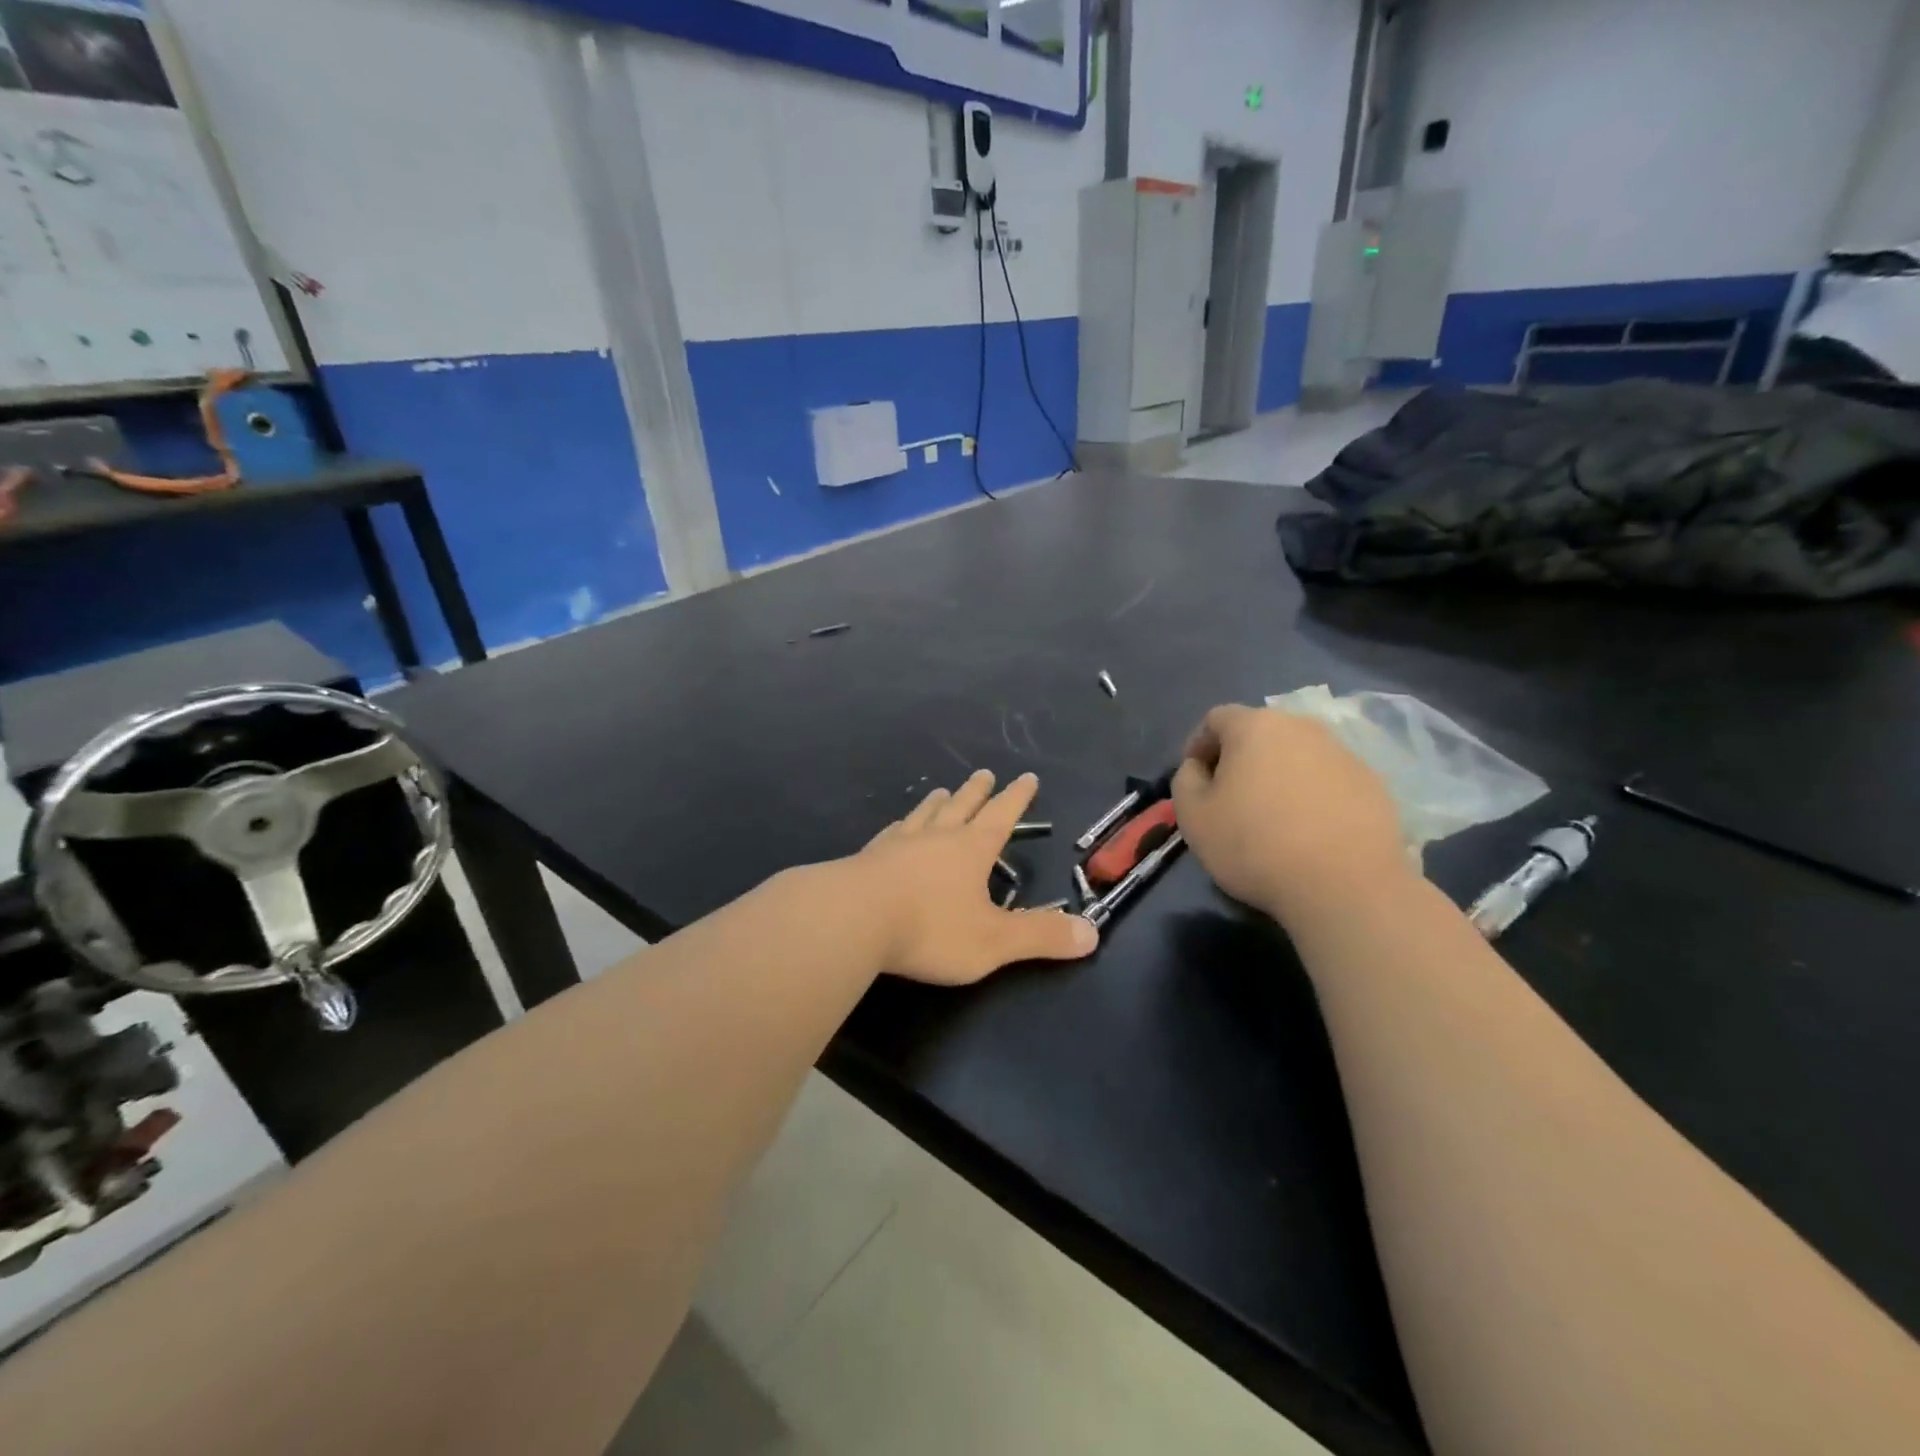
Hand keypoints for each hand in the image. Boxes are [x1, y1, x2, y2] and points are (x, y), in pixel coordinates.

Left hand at [848, 769, 1097, 984]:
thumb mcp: (994, 940)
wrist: (851, 920)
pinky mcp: (867, 858)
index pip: (1002, 816)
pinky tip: (895, 830)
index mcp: (971, 849)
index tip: (1027, 777)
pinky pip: (890, 834)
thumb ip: (1040, 937)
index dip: (1017, 798)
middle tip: (984, 773)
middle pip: (961, 806)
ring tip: (940, 792)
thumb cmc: (930, 928)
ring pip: (923, 815)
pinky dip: (900, 827)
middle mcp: (936, 837)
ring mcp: (898, 844)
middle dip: (976, 792)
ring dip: (937, 803)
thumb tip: (1092, 933)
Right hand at [1172, 703, 1411, 925]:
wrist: (1345, 885)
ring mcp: (1343, 753)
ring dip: (1278, 776)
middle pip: (1260, 733)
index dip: (1198, 745)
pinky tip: (1308, 832)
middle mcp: (1302, 727)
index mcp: (1255, 726)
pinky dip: (1311, 796)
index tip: (1195, 779)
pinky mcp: (1373, 784)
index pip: (1216, 718)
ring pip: (1296, 756)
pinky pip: (1328, 780)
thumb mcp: (1193, 816)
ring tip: (1272, 818)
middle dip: (1240, 759)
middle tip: (1229, 798)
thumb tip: (1198, 768)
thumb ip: (1185, 780)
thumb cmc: (1255, 844)